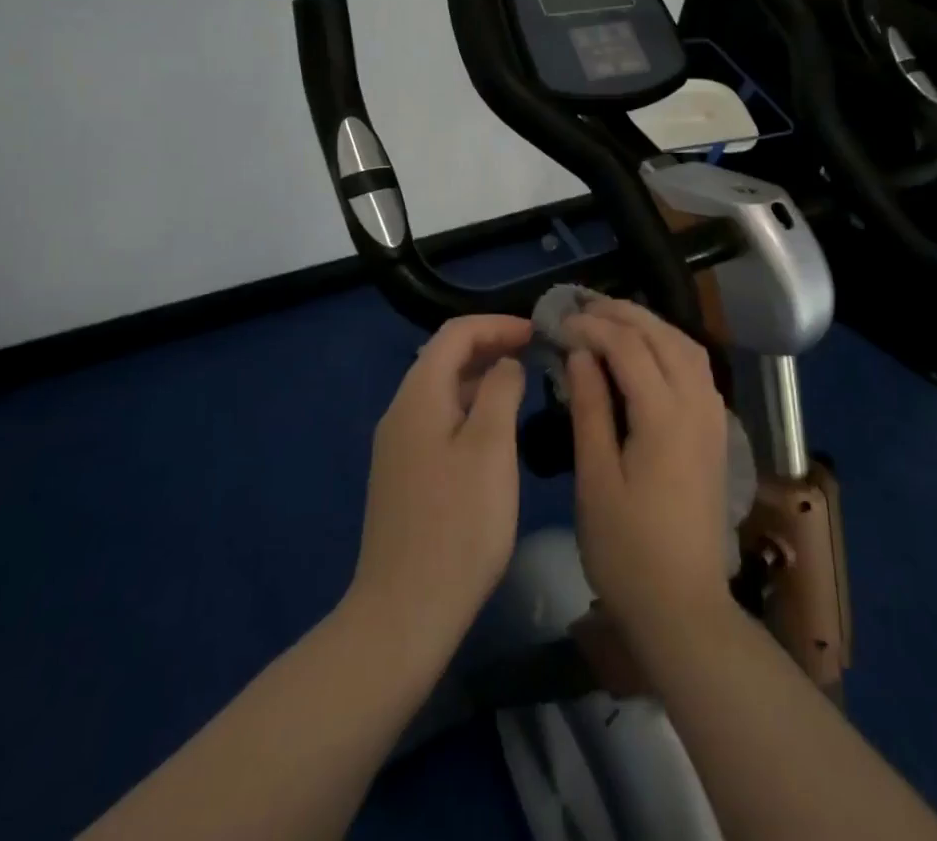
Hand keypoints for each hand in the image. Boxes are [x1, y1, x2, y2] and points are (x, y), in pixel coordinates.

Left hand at [346, 314, 531, 669]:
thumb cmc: (458, 524)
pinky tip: (497, 432)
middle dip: (491, 347)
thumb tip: (506, 363)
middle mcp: (401, 412)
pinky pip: (439, 420)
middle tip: (536, 356)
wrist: (404, 613)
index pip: (456, 333)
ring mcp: (398, 446)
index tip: (538, 333)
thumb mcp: (491, 448)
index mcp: (418, 396)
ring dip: (482, 379)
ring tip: (524, 387)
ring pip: (443, 391)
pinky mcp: (404, 475)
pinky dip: (471, 409)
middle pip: (445, 358)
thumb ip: (501, 391)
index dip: (498, 325)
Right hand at [563, 299, 733, 645]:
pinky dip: (670, 345)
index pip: (627, 347)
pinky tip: (647, 351)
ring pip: (685, 346)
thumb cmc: (627, 551)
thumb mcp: (595, 479)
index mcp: (664, 416)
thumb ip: (590, 409)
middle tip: (582, 307)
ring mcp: (713, 417)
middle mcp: (696, 405)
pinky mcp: (716, 432)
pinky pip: (696, 367)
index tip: (559, 324)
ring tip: (610, 319)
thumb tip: (579, 354)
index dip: (591, 328)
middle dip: (622, 314)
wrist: (684, 608)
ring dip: (649, 324)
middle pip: (662, 336)